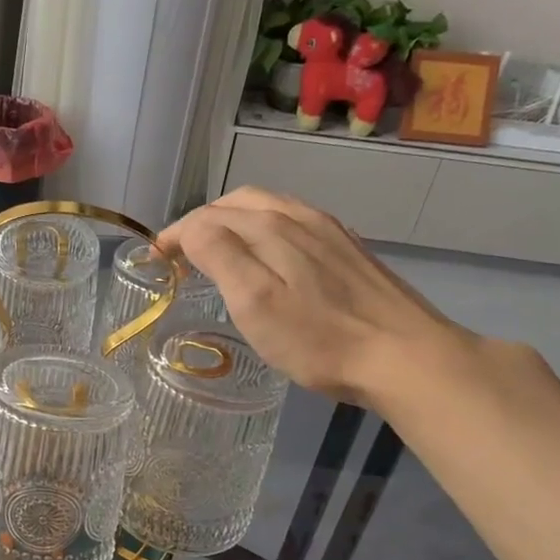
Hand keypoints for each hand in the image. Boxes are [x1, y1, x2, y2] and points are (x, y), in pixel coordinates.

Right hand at [156, 186, 466, 408]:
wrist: (404, 356)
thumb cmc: (319, 338)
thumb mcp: (254, 301)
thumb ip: (219, 255)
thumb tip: (191, 230)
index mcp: (270, 227)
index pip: (207, 217)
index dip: (175, 234)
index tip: (154, 260)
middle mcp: (299, 217)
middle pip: (238, 203)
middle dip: (202, 221)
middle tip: (180, 253)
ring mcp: (329, 231)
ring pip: (269, 209)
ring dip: (233, 222)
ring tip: (216, 250)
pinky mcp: (349, 250)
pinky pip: (294, 223)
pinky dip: (264, 230)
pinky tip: (268, 257)